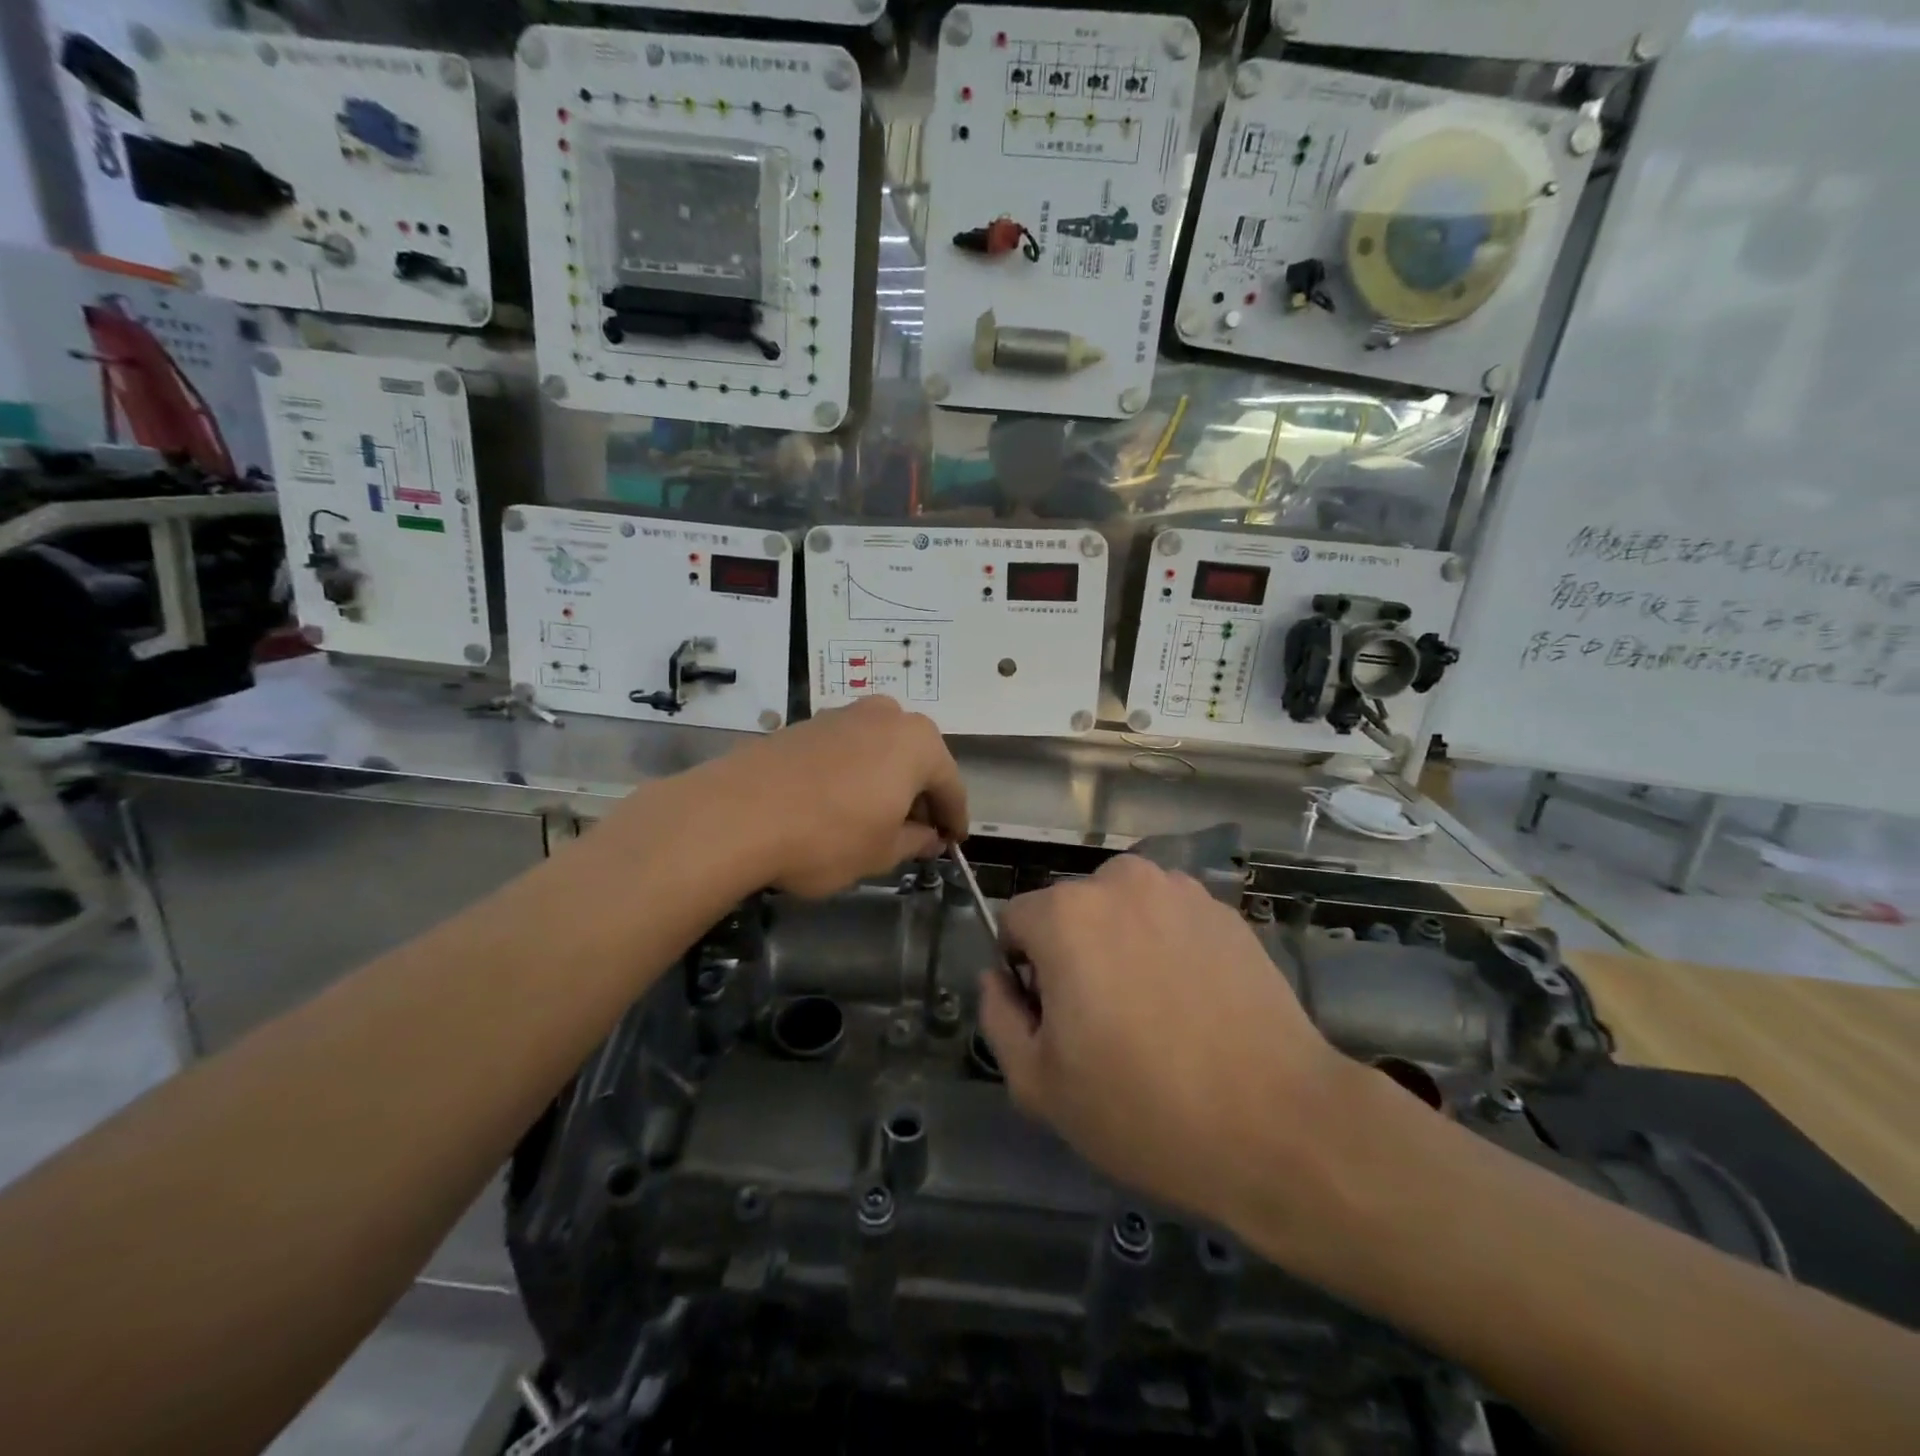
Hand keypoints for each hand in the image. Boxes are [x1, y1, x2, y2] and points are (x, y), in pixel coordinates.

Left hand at [717, 697, 967, 897]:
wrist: (736, 814)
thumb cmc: (828, 836)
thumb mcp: (881, 852)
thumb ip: (914, 841)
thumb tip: (929, 837)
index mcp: (918, 742)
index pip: (950, 785)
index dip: (953, 819)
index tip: (953, 843)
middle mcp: (886, 715)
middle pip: (917, 760)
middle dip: (920, 796)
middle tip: (917, 833)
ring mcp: (843, 714)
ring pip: (881, 751)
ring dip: (887, 781)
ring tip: (877, 818)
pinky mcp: (807, 723)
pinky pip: (848, 749)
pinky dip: (855, 773)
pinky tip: (840, 802)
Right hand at [978, 855, 1347, 1226]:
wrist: (1280, 1125)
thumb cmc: (1144, 1109)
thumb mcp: (1040, 1084)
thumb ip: (998, 1017)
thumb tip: (997, 979)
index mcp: (1066, 914)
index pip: (1016, 923)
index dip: (1024, 973)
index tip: (1053, 1021)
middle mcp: (1120, 882)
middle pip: (1070, 912)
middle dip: (1072, 954)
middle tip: (1104, 1024)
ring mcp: (1180, 891)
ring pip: (1122, 911)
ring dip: (1120, 945)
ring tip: (1154, 1013)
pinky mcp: (1225, 911)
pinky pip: (1170, 919)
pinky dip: (1167, 947)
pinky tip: (1195, 1005)